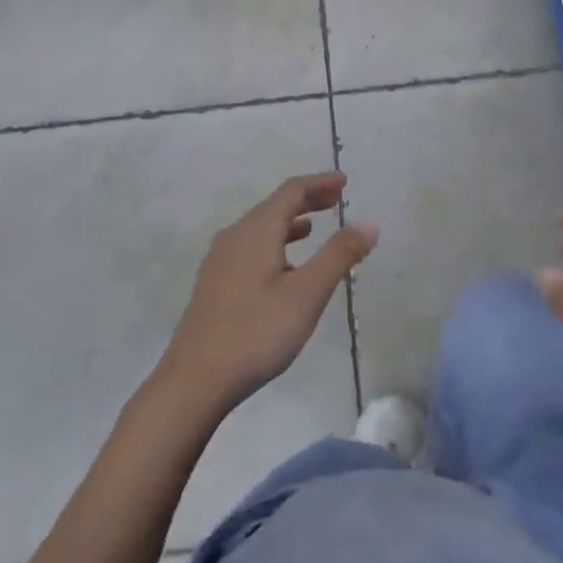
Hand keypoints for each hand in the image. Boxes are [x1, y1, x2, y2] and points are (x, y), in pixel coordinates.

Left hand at [154, 173, 378, 419]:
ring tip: (313, 228)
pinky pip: (250, 247)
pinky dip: (274, 242)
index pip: (292, 191)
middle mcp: (234, 236)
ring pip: (260, 228)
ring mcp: (220, 260)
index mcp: (256, 230)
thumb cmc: (256, 332)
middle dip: (307, 200)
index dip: (320, 183)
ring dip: (290, 223)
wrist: (194, 380)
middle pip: (274, 206)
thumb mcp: (307, 294)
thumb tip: (368, 222)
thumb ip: (338, 255)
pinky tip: (282, 266)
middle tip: (336, 200)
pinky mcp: (214, 283)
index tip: (344, 182)